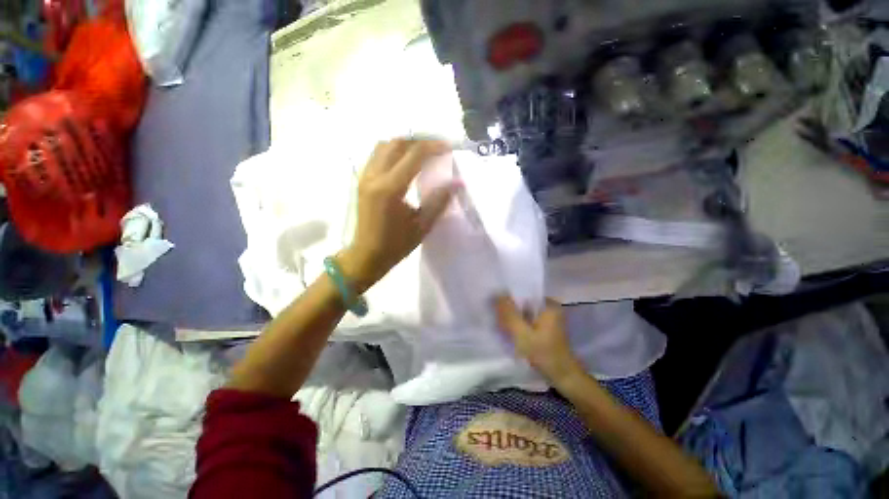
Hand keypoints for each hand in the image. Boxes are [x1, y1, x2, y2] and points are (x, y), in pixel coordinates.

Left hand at [339, 139, 456, 291]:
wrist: (367, 255)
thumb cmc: (396, 245)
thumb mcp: (422, 225)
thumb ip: (439, 201)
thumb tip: (457, 182)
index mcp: (390, 188)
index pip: (414, 155)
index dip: (433, 146)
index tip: (448, 147)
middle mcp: (374, 176)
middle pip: (397, 143)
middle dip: (419, 140)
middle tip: (436, 147)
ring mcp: (365, 176)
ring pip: (384, 146)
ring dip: (405, 144)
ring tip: (423, 151)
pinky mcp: (362, 180)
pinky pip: (377, 155)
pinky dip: (394, 151)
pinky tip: (405, 162)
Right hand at [495, 297, 584, 385]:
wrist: (563, 377)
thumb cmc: (544, 354)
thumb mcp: (522, 333)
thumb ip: (509, 313)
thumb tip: (497, 294)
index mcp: (548, 304)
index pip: (523, 293)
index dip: (507, 298)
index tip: (495, 306)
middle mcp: (550, 307)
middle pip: (523, 303)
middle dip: (510, 310)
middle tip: (497, 318)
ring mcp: (549, 318)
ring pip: (525, 312)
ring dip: (513, 318)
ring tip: (501, 324)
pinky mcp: (546, 328)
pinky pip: (528, 320)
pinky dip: (520, 324)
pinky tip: (511, 332)